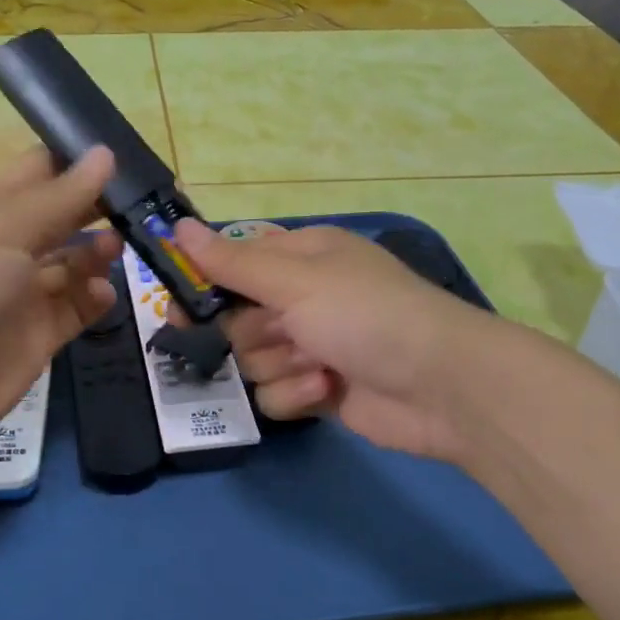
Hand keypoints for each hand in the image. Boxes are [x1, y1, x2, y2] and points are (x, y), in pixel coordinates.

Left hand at [0, 148, 120, 472]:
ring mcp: (23, 295)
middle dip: (98, 207)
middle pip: (62, 218)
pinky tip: (104, 293)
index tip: (125, 154)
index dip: (77, 161)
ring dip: (98, 252)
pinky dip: (95, 298)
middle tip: (145, 202)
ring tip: (117, 247)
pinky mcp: (38, 337)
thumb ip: (59, 197)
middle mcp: (8, 249)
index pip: (39, 174)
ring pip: (73, 264)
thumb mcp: (2, 230)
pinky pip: (76, 309)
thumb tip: (105, 153)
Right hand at [176, 220, 486, 464]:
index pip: (233, 263)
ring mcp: (312, 345)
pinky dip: (297, 393)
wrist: (442, 386)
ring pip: (253, 359)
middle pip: (236, 318)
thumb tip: (177, 225)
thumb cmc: (365, 314)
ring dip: (280, 364)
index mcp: (300, 257)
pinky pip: (276, 393)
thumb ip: (231, 262)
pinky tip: (327, 389)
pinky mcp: (319, 389)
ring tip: (318, 364)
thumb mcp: (295, 280)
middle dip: (254, 332)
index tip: (177, 308)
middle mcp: (303, 297)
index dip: (204, 285)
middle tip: (280, 331)